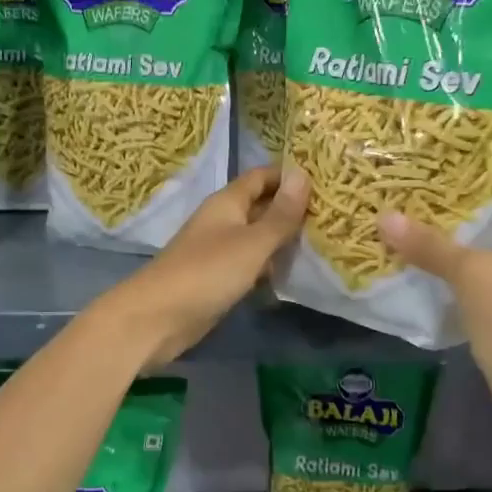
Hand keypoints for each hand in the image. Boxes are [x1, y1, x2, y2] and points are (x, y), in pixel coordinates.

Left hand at [99, 165, 309, 368]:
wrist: (157, 318)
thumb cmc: (207, 272)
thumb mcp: (252, 242)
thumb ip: (280, 214)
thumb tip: (303, 173)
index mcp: (227, 202)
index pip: (261, 177)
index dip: (289, 176)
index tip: (326, 180)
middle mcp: (222, 221)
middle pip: (260, 206)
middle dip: (292, 209)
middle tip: (333, 213)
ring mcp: (218, 251)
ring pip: (257, 237)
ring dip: (283, 240)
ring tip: (324, 242)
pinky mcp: (217, 279)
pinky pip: (249, 264)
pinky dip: (269, 266)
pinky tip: (293, 274)